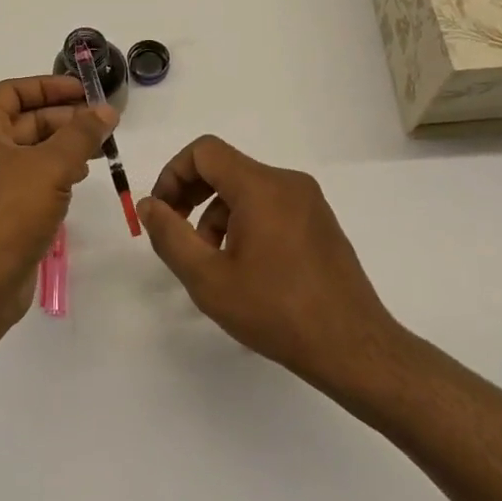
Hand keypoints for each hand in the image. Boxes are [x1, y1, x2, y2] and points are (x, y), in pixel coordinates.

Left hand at [0, 75, 117, 333]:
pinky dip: (52, 175)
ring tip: (97, 153)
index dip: (49, 86)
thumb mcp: (50, 166)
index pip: (12, 91)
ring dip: (62, 148)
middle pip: (22, 121)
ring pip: (27, 153)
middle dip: (63, 120)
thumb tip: (105, 110)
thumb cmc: (8, 212)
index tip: (85, 91)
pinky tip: (76, 181)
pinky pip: (26, 181)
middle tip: (102, 125)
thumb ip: (80, 134)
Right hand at [140, 136, 412, 394]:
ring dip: (217, 215)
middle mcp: (288, 183)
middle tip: (176, 234)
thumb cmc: (275, 311)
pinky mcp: (320, 223)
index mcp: (261, 187)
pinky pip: (270, 206)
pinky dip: (245, 223)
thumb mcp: (208, 279)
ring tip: (212, 262)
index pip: (204, 151)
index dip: (173, 174)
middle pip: (225, 168)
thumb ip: (170, 235)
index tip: (162, 212)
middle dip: (191, 195)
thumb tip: (149, 205)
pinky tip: (244, 267)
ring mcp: (309, 202)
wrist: (352, 348)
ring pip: (246, 190)